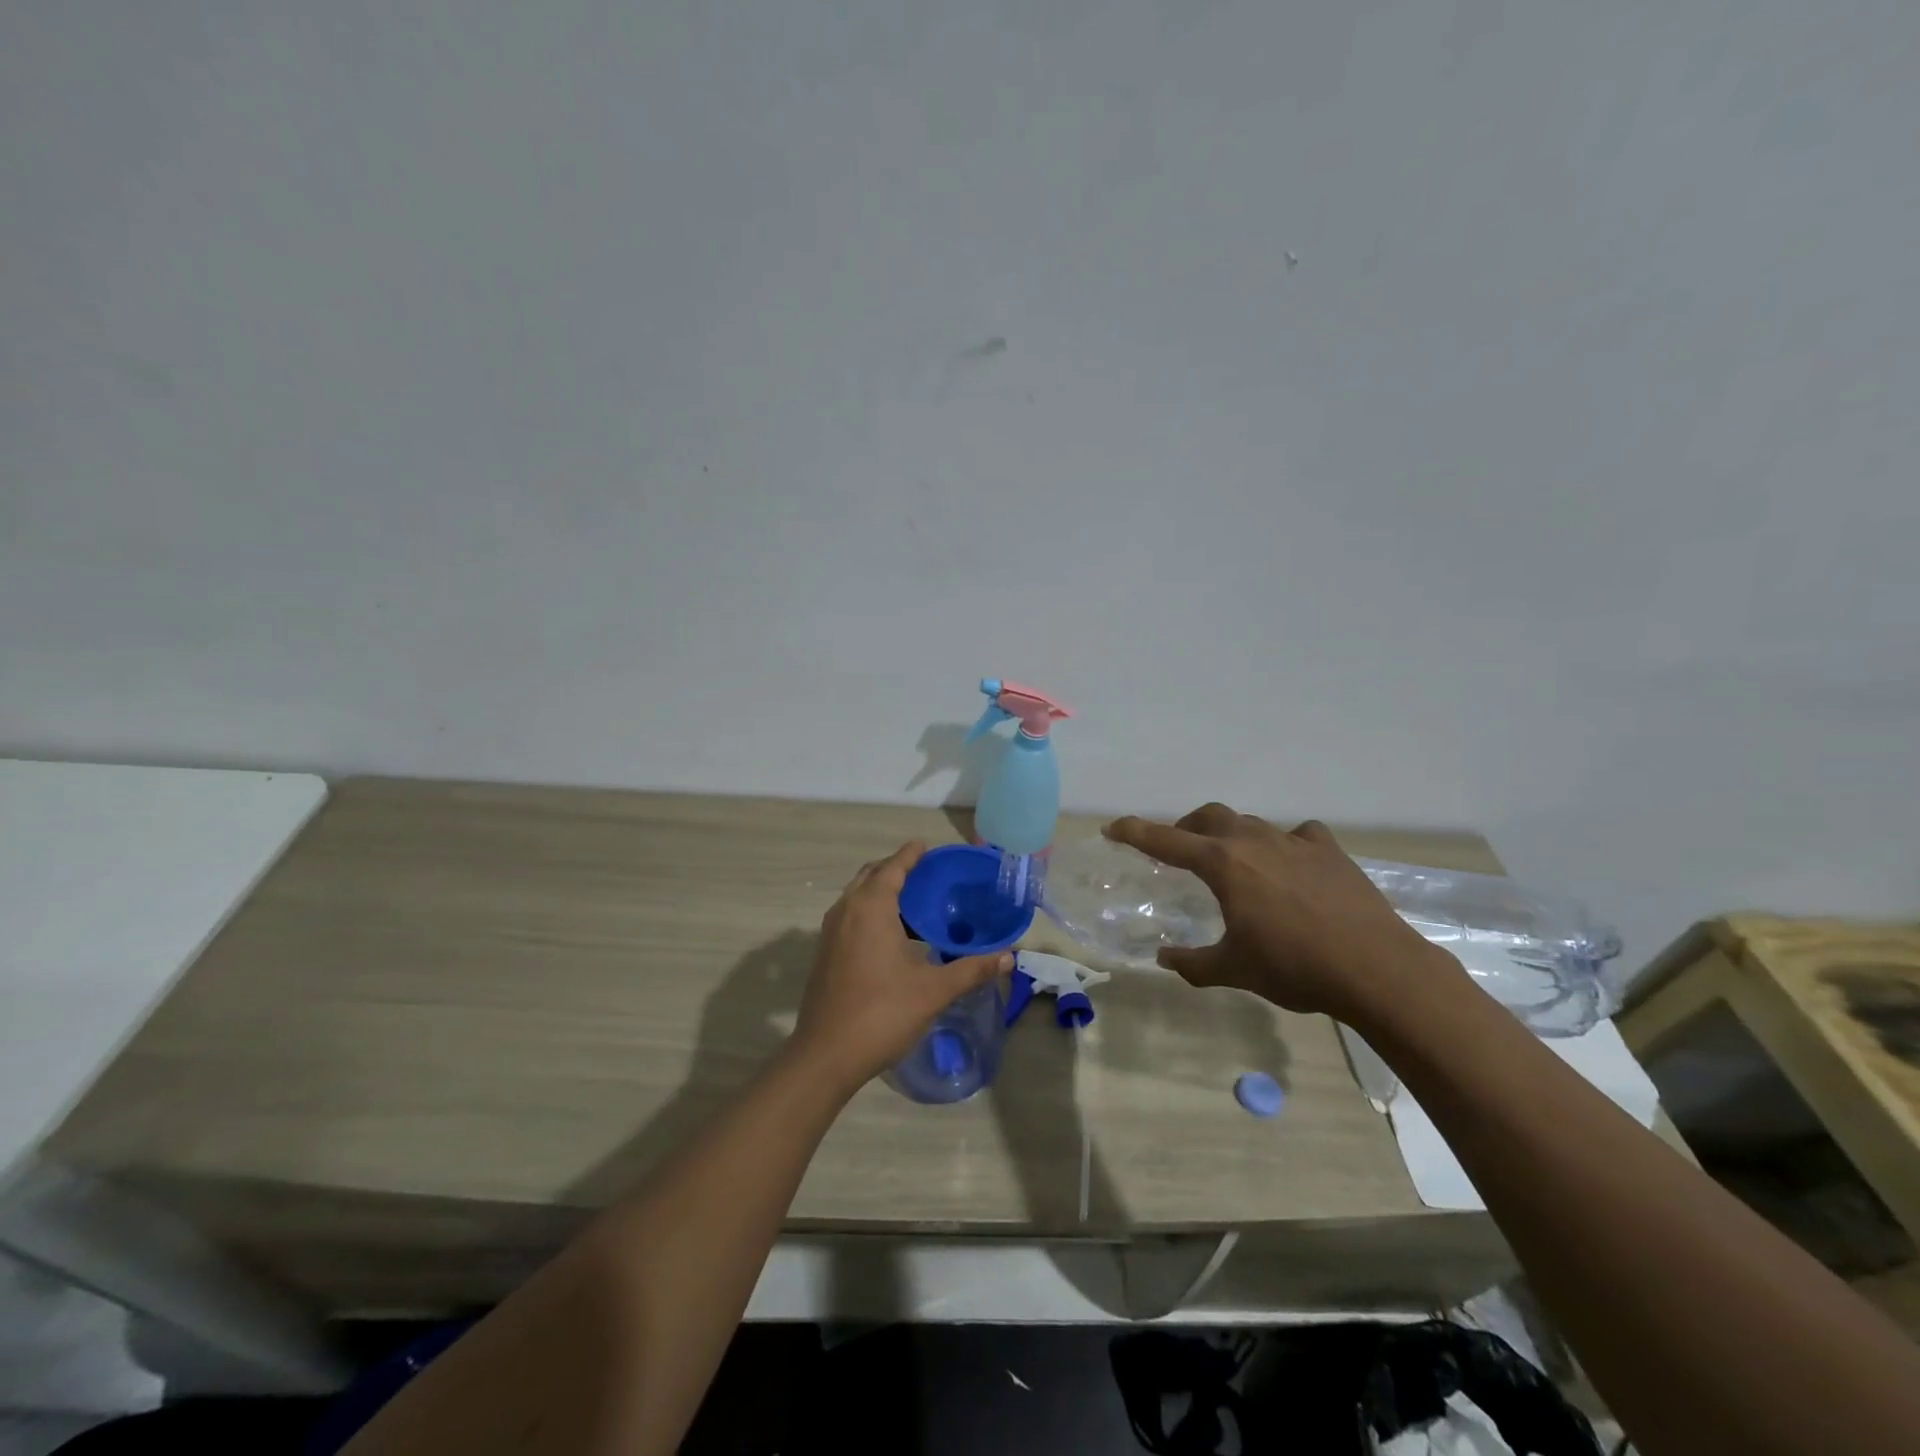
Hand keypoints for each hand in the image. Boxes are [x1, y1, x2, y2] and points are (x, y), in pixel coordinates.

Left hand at [790, 843, 1012, 1089]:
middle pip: (871, 875)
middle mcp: (846, 910)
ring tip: (913, 902)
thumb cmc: (881, 1014)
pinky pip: (849, 915)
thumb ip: (971, 969)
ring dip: (880, 890)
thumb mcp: (933, 991)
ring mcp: (830, 932)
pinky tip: (891, 935)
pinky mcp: (824, 952)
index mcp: (870, 908)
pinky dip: (869, 910)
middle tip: (925, 874)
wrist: (825, 1055)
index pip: (892, 868)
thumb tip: (1008, 956)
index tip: (927, 847)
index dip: (910, 855)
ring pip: (856, 896)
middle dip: (895, 869)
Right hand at [1104, 804, 1448, 1021]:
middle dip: (1185, 828)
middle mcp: (1253, 841)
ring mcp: (1295, 842)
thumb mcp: (1235, 970)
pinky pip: (1298, 835)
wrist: (1376, 969)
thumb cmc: (1295, 967)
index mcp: (1223, 864)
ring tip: (1233, 861)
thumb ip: (1193, 963)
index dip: (1134, 832)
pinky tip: (1291, 863)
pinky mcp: (1330, 851)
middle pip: (1208, 818)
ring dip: (1231, 835)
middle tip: (1178, 851)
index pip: (1165, 840)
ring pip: (1250, 823)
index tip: (1112, 828)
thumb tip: (1165, 959)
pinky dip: (1285, 843)